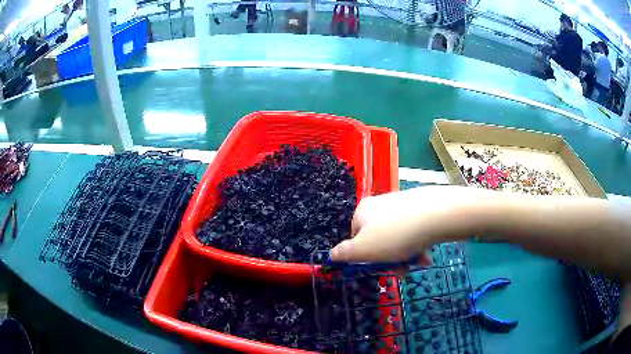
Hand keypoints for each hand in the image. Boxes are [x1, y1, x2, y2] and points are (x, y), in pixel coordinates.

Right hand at [330, 186, 482, 262]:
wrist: (436, 215)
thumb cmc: (395, 236)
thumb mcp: (363, 250)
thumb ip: (344, 254)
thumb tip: (331, 255)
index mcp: (362, 212)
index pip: (356, 238)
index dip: (366, 257)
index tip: (379, 268)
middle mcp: (380, 204)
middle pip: (379, 240)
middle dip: (389, 259)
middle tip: (402, 270)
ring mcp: (401, 204)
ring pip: (398, 238)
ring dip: (405, 255)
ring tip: (418, 262)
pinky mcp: (420, 207)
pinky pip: (413, 231)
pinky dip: (417, 244)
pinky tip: (426, 254)